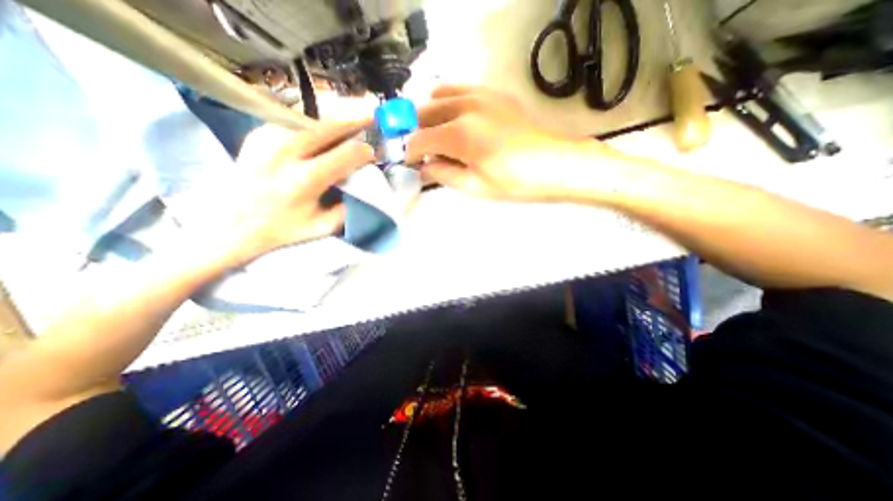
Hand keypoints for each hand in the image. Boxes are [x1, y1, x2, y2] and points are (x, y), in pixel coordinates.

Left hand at [188, 119, 373, 264]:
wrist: (230, 225)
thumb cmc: (282, 229)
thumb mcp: (323, 227)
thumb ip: (347, 207)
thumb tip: (360, 184)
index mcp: (305, 181)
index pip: (345, 155)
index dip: (363, 152)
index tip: (371, 153)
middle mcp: (285, 154)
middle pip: (326, 125)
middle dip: (353, 118)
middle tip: (371, 113)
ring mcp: (267, 139)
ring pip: (308, 115)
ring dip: (333, 112)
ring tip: (351, 109)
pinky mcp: (257, 134)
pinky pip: (290, 117)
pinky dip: (312, 115)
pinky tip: (323, 117)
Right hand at [407, 84, 618, 201]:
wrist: (555, 164)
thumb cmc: (515, 182)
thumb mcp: (475, 187)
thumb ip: (443, 174)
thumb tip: (424, 167)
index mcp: (460, 134)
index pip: (419, 138)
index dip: (410, 153)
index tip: (411, 164)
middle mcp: (466, 106)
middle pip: (425, 112)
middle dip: (417, 132)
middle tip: (423, 152)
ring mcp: (481, 95)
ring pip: (440, 95)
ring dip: (431, 115)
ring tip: (438, 135)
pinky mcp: (494, 94)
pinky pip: (460, 90)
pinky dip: (449, 104)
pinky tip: (457, 121)